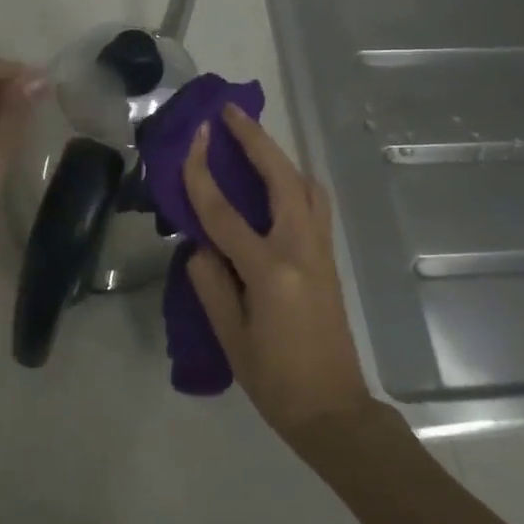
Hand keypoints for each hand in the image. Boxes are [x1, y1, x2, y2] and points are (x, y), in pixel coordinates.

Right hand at [183, 104, 375, 439]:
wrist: (333, 410)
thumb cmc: (275, 380)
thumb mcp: (229, 336)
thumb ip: (210, 282)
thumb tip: (202, 245)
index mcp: (271, 271)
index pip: (225, 213)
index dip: (202, 174)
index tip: (190, 139)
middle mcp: (302, 250)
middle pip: (281, 179)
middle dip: (255, 140)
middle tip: (230, 114)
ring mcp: (321, 252)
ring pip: (305, 186)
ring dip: (278, 156)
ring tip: (251, 141)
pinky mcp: (329, 259)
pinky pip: (313, 205)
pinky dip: (293, 181)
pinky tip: (274, 182)